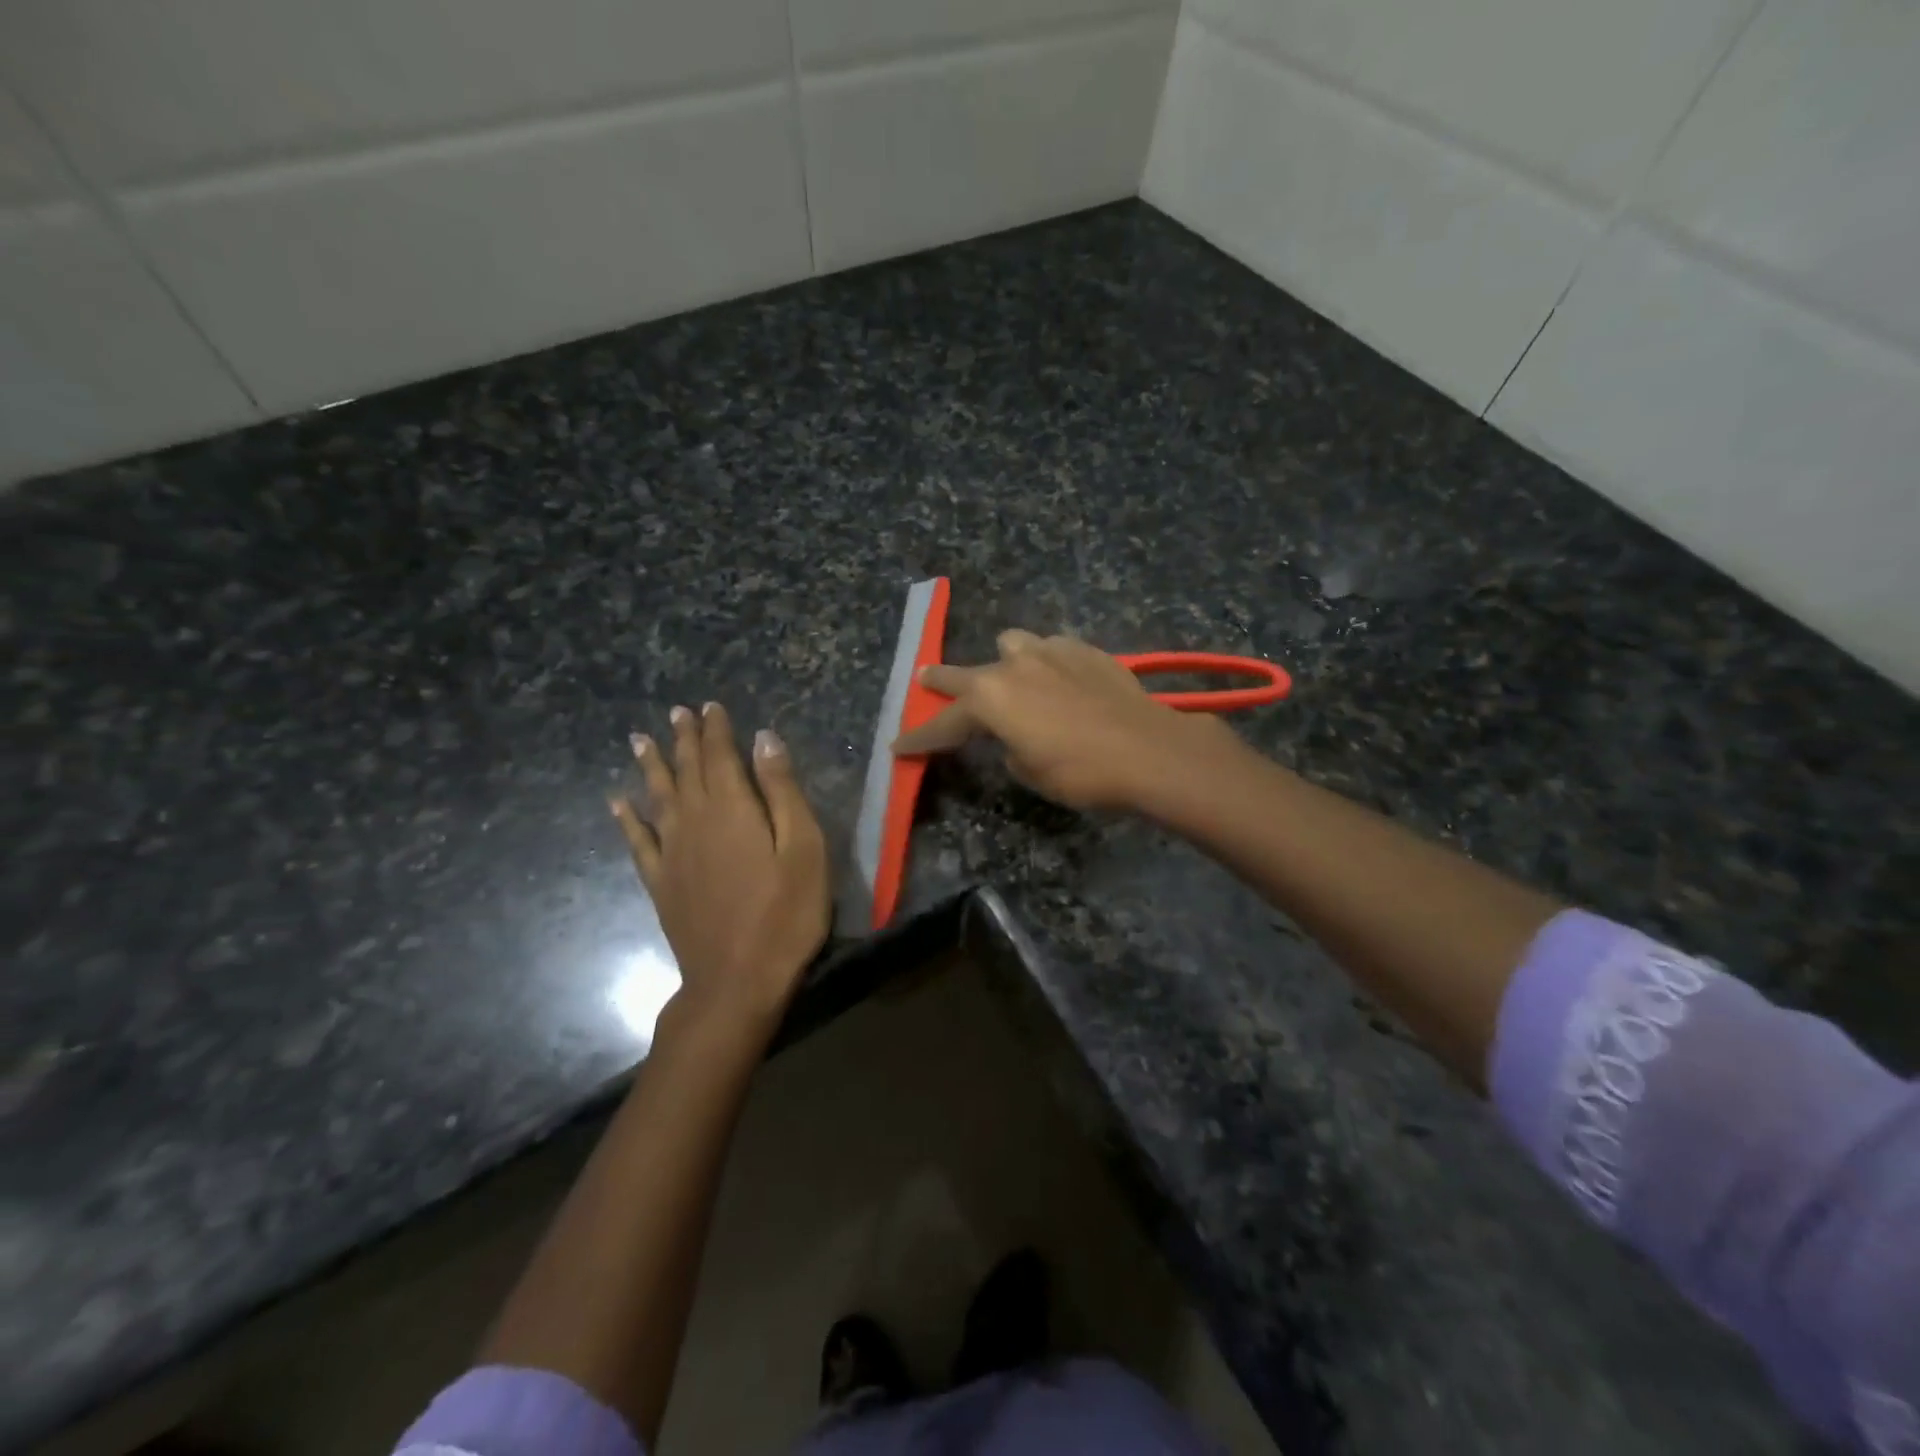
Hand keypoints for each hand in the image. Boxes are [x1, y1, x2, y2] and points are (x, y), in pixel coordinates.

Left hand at [611, 703, 829, 1029]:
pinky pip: (637, 841)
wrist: (737, 981)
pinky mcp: (660, 883)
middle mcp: (694, 821)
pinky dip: (627, 819)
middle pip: (686, 770)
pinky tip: (617, 803)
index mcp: (732, 809)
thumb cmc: (785, 913)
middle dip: (683, 739)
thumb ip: (782, 791)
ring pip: (658, 797)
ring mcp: (672, 853)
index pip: (720, 756)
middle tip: (676, 712)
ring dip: (652, 766)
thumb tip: (764, 739)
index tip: (710, 706)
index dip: (716, 729)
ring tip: (640, 740)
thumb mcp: (803, 848)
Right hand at [891, 631, 1231, 812]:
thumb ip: (1010, 748)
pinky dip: (1047, 662)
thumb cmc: (1081, 772)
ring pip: (1011, 644)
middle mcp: (1012, 667)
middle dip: (944, 682)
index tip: (899, 746)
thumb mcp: (1031, 772)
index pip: (943, 723)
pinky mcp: (1084, 649)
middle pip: (965, 673)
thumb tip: (1015, 738)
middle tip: (929, 683)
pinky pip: (1052, 648)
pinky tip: (1061, 679)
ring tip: (1014, 678)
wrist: (1149, 750)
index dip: (921, 739)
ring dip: (1004, 662)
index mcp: (990, 700)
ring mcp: (1050, 651)